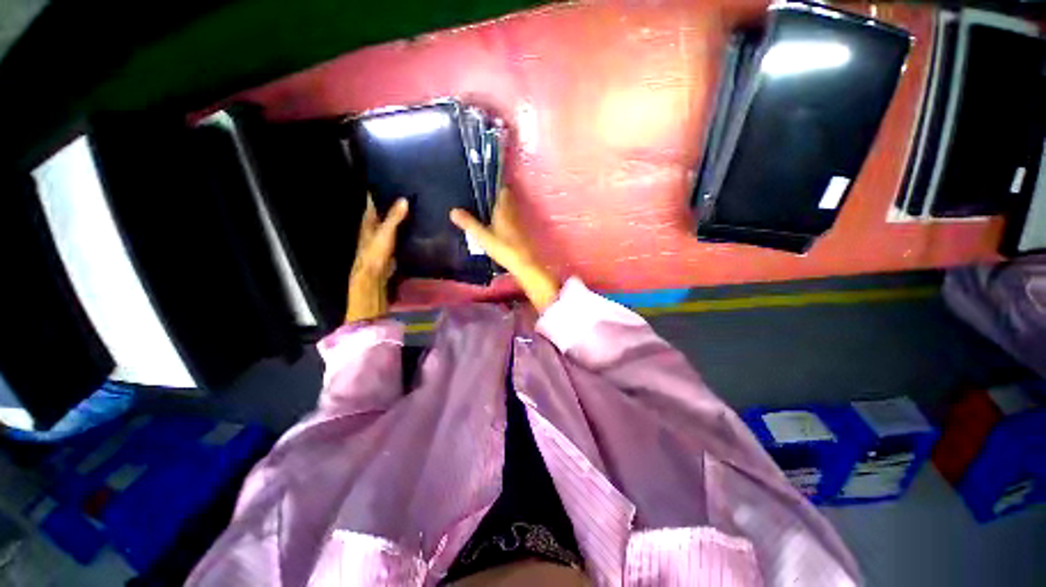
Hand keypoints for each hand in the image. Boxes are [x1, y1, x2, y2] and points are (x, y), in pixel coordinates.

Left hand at [345, 196, 408, 323]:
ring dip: (399, 216)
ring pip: (391, 222)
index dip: (379, 192)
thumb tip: (404, 199)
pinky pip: (398, 233)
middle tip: (407, 192)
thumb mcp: (386, 232)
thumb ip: (394, 217)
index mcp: (369, 221)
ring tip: (414, 206)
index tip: (390, 181)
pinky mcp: (390, 246)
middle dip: (392, 203)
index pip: (373, 202)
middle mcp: (374, 227)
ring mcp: (382, 237)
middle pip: (382, 211)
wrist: (375, 275)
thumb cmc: (375, 252)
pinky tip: (414, 226)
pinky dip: (404, 228)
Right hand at [450, 188, 559, 312]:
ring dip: (501, 208)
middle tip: (482, 197)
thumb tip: (453, 211)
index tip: (484, 184)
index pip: (503, 190)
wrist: (524, 264)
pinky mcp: (522, 233)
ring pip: (510, 210)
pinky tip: (497, 226)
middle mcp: (514, 213)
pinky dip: (505, 219)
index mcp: (505, 210)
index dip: (496, 186)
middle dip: (497, 197)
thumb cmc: (504, 248)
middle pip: (507, 199)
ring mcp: (519, 223)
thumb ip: (469, 223)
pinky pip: (512, 220)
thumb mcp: (483, 237)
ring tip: (487, 210)